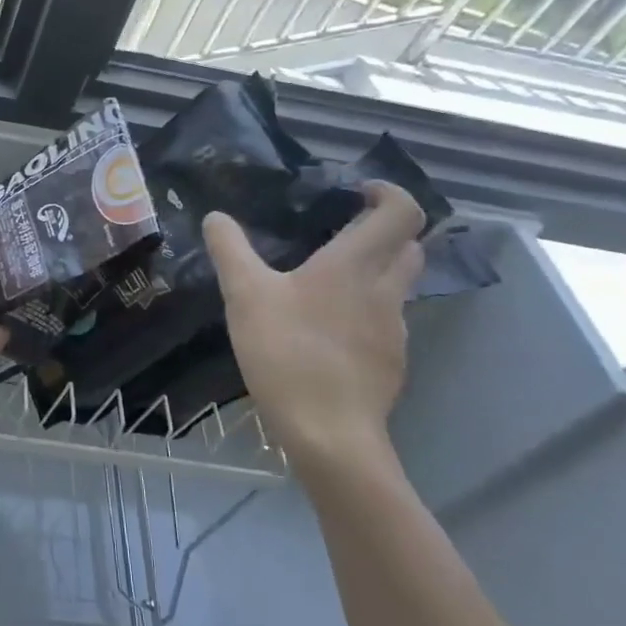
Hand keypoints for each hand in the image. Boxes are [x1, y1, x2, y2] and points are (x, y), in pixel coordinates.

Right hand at [202, 182, 425, 483]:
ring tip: (326, 286)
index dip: (388, 192)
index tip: (358, 192)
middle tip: (342, 234)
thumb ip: (230, 251)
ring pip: (397, 287)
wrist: (329, 432)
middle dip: (384, 232)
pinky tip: (327, 334)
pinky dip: (365, 314)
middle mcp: (385, 291)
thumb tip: (216, 217)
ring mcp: (394, 330)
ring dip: (374, 274)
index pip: (402, 212)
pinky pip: (385, 323)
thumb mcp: (244, 296)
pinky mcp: (391, 363)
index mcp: (355, 265)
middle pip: (409, 247)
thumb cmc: (287, 352)